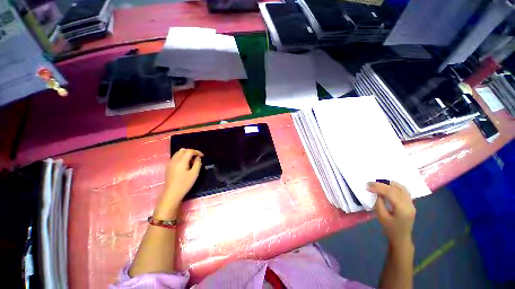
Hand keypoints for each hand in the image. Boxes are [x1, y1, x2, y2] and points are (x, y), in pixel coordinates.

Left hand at [154, 148, 202, 218]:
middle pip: (183, 150)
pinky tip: (185, 164)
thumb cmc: (184, 184)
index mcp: (181, 161)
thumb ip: (197, 164)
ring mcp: (170, 163)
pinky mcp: (168, 167)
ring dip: (185, 154)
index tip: (202, 156)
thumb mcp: (194, 174)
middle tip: (196, 158)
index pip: (189, 151)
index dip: (197, 152)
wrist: (172, 193)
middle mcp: (175, 160)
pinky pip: (175, 157)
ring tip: (191, 161)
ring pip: (178, 153)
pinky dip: (181, 157)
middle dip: (191, 152)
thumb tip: (198, 158)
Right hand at [367, 181, 415, 248]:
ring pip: (400, 188)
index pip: (390, 193)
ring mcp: (411, 203)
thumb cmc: (390, 228)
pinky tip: (387, 186)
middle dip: (381, 184)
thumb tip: (377, 192)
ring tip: (378, 183)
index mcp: (402, 209)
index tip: (367, 185)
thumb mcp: (381, 216)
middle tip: (370, 183)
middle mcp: (409, 204)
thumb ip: (379, 203)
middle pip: (395, 189)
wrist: (401, 237)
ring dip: (388, 184)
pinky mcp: (410, 203)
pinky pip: (403, 190)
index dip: (378, 187)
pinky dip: (394, 186)